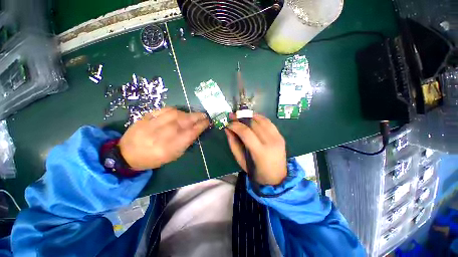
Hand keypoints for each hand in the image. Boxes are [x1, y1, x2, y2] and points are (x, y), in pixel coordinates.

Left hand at [119, 107, 208, 169]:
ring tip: (193, 115)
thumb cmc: (153, 158)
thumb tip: (196, 131)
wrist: (127, 154)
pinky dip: (175, 110)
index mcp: (169, 148)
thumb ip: (185, 143)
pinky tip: (180, 112)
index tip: (207, 122)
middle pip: (184, 122)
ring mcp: (152, 125)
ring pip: (175, 114)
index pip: (190, 134)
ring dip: (187, 113)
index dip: (201, 126)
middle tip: (204, 115)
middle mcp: (161, 135)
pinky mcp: (145, 117)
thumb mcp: (172, 156)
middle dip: (197, 117)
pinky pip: (164, 110)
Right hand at [225, 114, 286, 184]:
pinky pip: (269, 122)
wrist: (277, 178)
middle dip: (241, 118)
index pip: (246, 132)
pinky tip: (252, 118)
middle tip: (233, 117)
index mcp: (260, 152)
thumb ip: (233, 144)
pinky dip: (259, 118)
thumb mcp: (241, 161)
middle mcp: (271, 142)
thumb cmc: (256, 172)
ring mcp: (278, 138)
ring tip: (241, 117)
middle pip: (254, 124)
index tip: (228, 123)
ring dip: (249, 116)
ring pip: (261, 120)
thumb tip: (227, 129)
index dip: (235, 125)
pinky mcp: (281, 136)